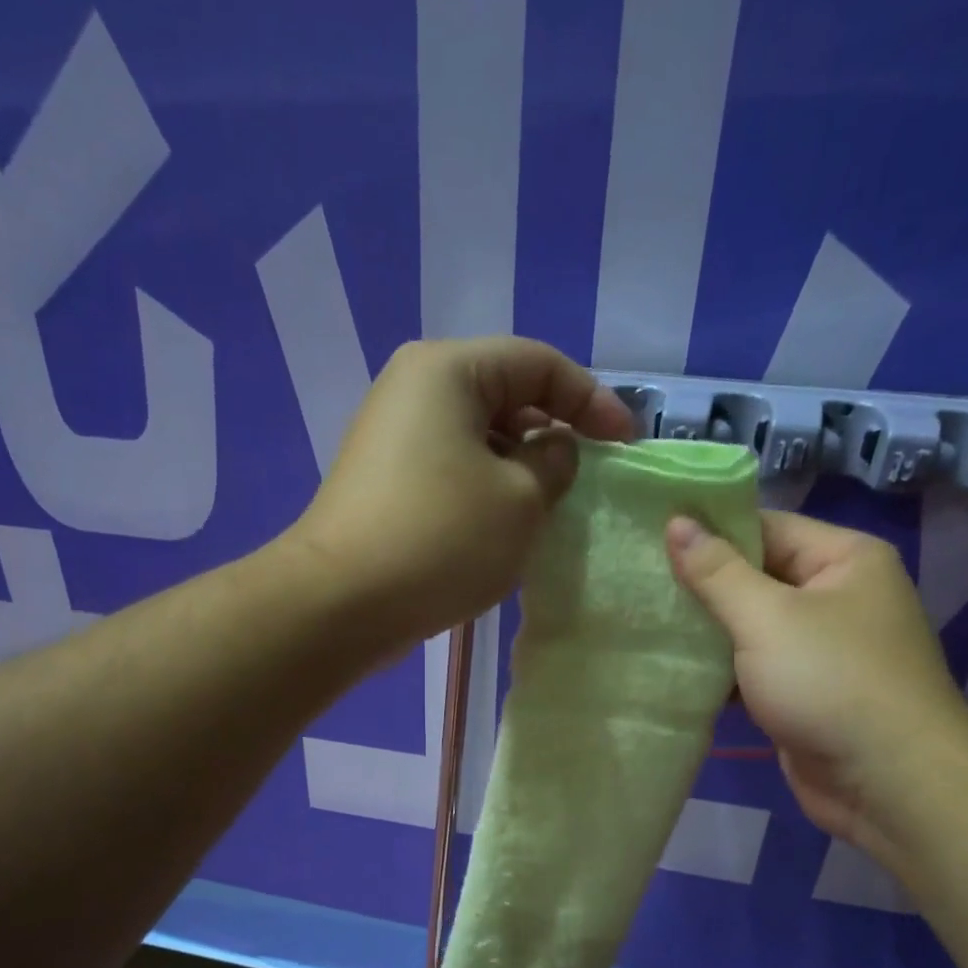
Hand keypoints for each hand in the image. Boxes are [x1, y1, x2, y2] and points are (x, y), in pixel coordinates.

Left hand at [287, 337, 634, 645]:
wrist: (342, 604)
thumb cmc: (441, 539)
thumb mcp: (521, 500)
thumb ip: (555, 463)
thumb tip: (553, 451)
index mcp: (447, 371)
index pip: (538, 364)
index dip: (592, 400)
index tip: (625, 444)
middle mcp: (413, 390)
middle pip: (504, 395)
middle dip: (552, 433)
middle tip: (584, 479)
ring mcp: (391, 439)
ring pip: (477, 439)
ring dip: (518, 468)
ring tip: (547, 510)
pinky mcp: (383, 484)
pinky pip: (450, 471)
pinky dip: (485, 490)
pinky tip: (502, 529)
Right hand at [667, 510, 967, 860]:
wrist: (888, 783)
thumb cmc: (831, 682)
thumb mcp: (767, 617)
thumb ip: (717, 572)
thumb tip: (676, 522)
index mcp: (843, 560)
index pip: (765, 527)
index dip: (708, 530)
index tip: (649, 536)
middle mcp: (836, 597)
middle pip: (755, 576)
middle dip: (700, 584)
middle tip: (636, 582)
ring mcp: (821, 649)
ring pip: (750, 626)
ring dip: (704, 631)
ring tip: (641, 621)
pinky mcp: (804, 692)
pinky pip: (753, 668)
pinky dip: (719, 670)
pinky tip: (671, 670)